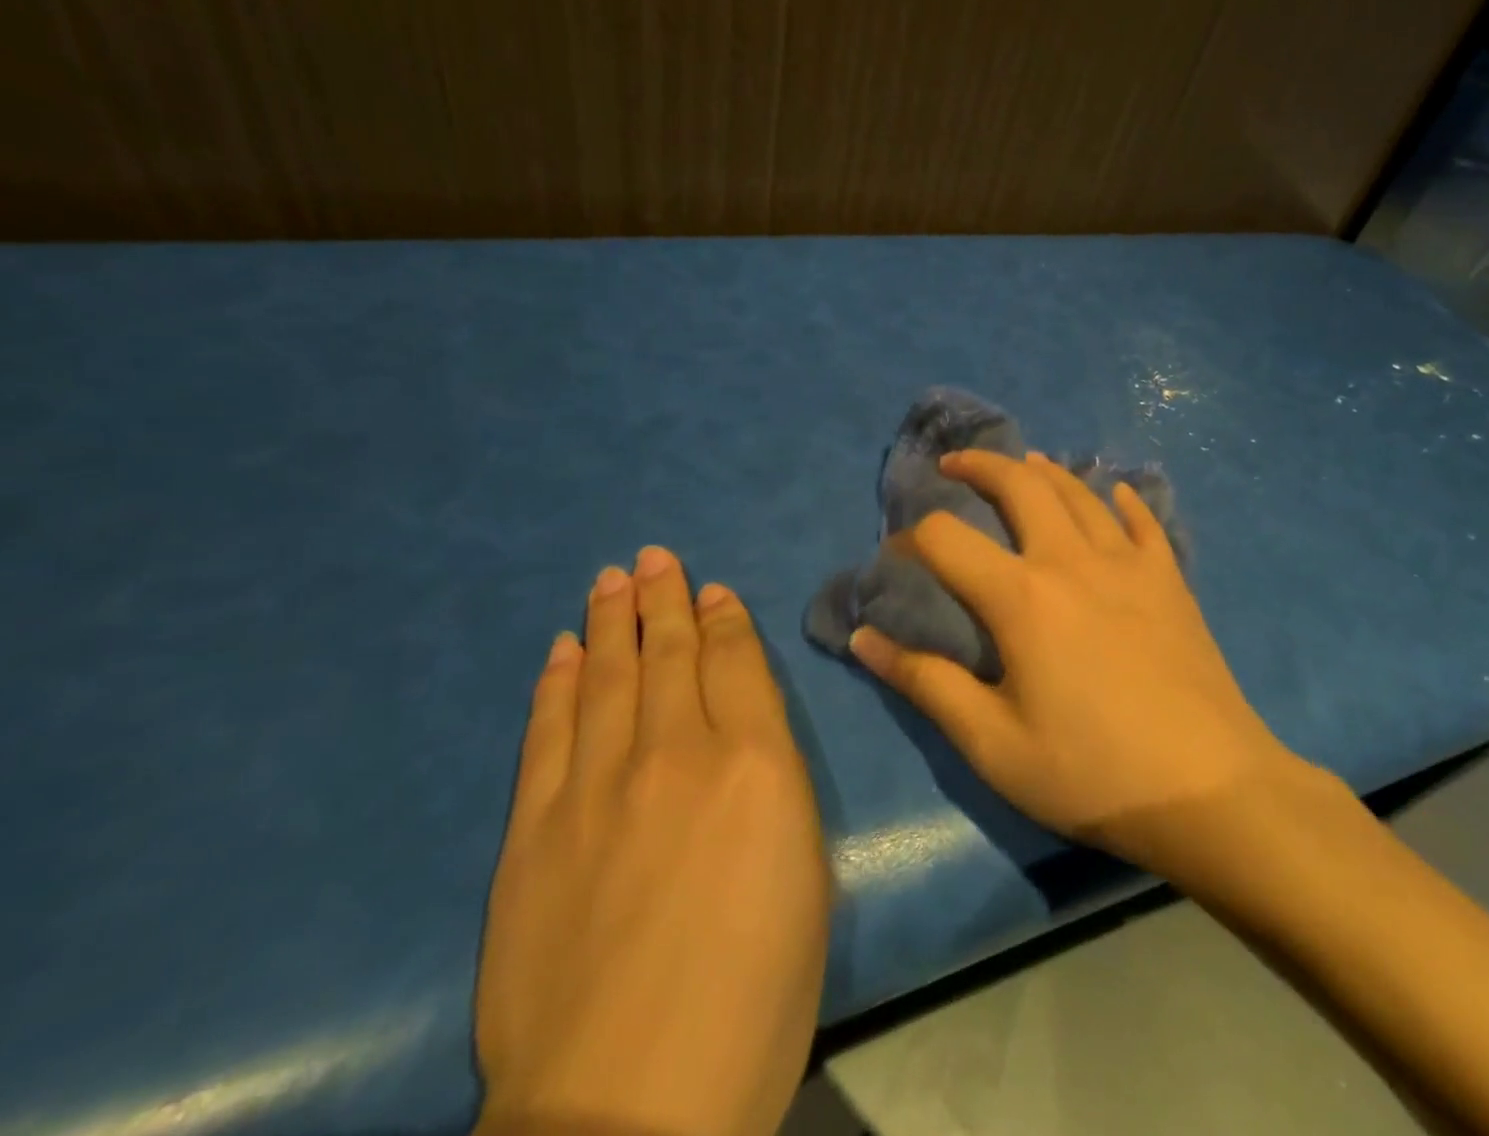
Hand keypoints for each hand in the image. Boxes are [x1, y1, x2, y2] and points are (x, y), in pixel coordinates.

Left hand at [475, 548, 829, 1135]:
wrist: (629, 1105)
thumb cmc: (756, 994)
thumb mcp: (805, 871)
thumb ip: (775, 781)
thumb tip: (749, 731)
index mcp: (753, 762)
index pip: (734, 662)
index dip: (723, 618)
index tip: (711, 588)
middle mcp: (674, 751)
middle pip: (668, 653)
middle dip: (663, 599)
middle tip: (653, 557)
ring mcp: (595, 785)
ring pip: (604, 675)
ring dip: (609, 621)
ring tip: (611, 578)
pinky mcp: (533, 828)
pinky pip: (547, 731)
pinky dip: (554, 683)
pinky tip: (559, 649)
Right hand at [850, 450, 1318, 881]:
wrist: (1210, 790)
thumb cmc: (1092, 772)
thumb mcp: (993, 744)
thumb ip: (926, 684)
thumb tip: (863, 639)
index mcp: (1022, 597)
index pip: (948, 540)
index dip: (913, 537)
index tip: (897, 553)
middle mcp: (1071, 560)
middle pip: (1020, 486)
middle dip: (981, 465)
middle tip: (955, 464)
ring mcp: (1128, 563)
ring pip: (1080, 493)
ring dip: (1045, 472)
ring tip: (1025, 464)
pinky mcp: (1169, 579)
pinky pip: (1143, 521)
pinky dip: (1123, 499)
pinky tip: (1115, 491)